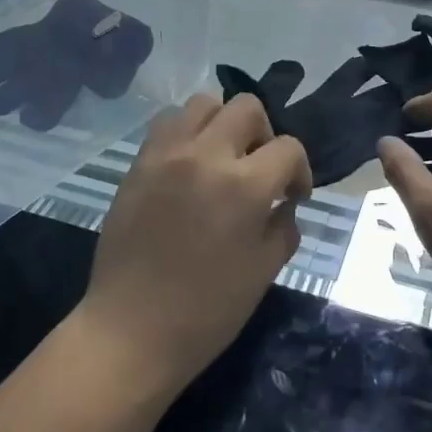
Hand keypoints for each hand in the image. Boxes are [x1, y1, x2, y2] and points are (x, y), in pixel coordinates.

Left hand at [74, 94, 309, 400]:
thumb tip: (284, 204)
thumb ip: (283, 227)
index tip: (293, 195)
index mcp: (244, 186)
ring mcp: (166, 155)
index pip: (288, 148)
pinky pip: (167, 123)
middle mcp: (205, 156)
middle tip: (258, 168)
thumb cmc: (206, 311)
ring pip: (203, 103)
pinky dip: (186, 132)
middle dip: (264, 133)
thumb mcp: (263, 272)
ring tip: (221, 158)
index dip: (300, 170)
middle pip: (247, 107)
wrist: (131, 329)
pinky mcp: (138, 163)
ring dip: (222, 123)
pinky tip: (189, 166)